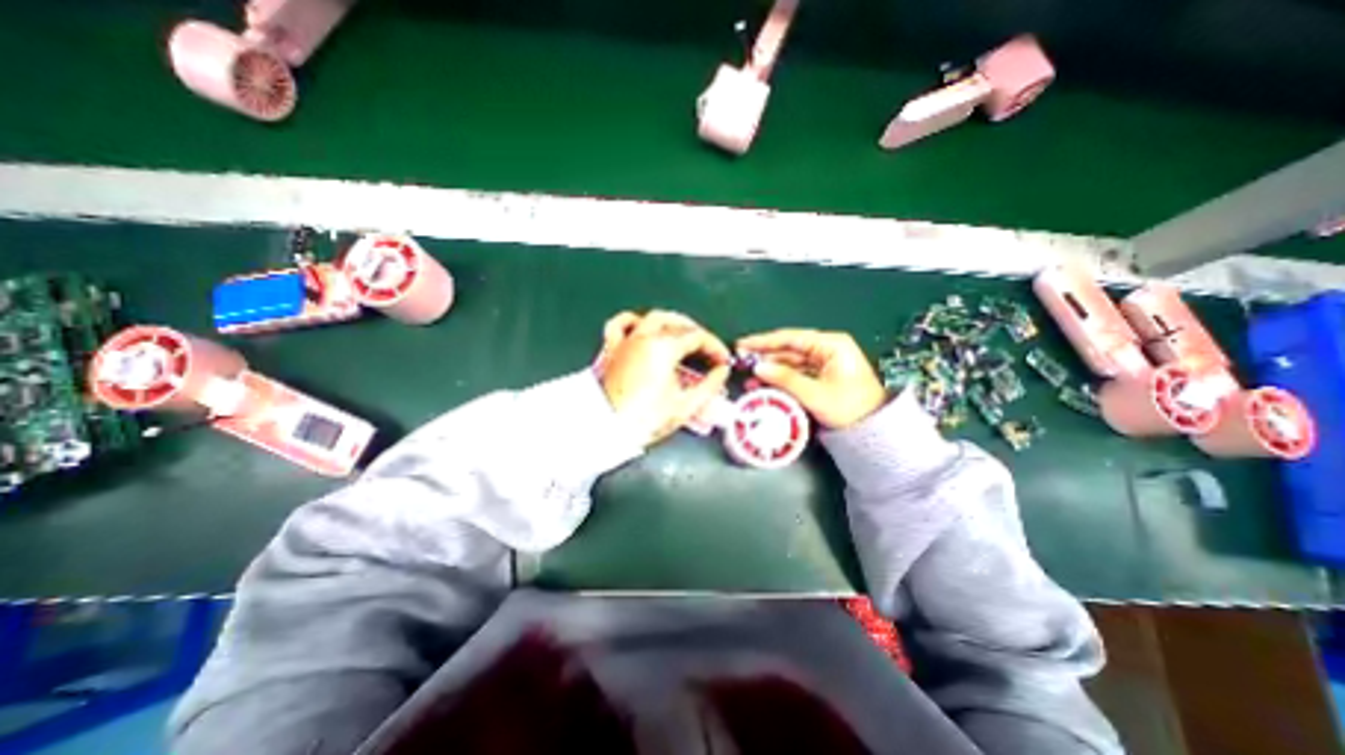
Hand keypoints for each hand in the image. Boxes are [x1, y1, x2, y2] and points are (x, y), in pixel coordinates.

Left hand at [596, 310, 730, 445]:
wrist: (609, 430)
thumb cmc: (646, 419)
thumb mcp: (686, 405)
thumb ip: (710, 385)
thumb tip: (721, 372)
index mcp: (663, 347)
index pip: (697, 337)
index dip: (715, 347)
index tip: (723, 361)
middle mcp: (644, 337)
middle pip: (678, 323)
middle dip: (698, 334)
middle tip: (709, 351)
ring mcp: (627, 341)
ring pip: (653, 318)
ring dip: (673, 321)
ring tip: (684, 334)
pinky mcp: (613, 350)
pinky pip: (621, 325)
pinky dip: (634, 321)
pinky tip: (643, 326)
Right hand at [732, 327, 890, 426]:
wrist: (874, 431)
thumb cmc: (849, 408)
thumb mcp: (815, 394)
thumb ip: (785, 379)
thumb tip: (757, 368)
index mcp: (830, 345)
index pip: (791, 338)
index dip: (764, 342)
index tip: (743, 345)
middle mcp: (826, 349)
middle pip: (788, 349)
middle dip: (764, 356)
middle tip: (740, 360)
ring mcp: (823, 362)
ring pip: (789, 362)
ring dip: (770, 369)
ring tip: (747, 376)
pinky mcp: (820, 376)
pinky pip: (795, 373)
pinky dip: (779, 378)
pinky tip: (763, 384)